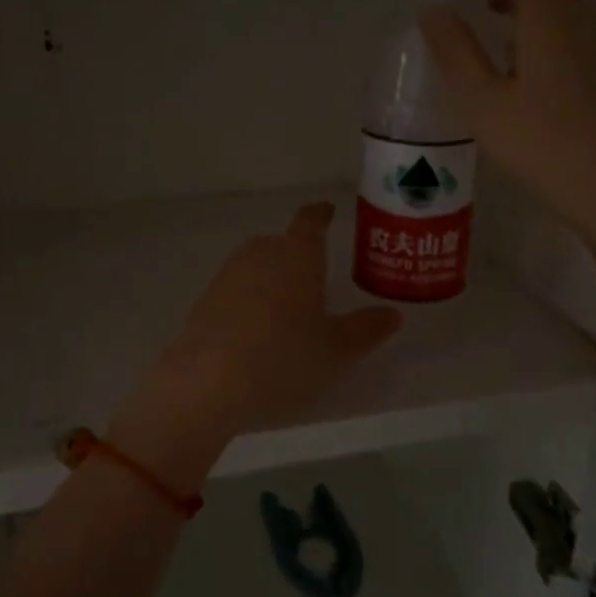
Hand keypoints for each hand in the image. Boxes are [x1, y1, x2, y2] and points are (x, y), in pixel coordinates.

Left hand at [108, 203, 402, 489]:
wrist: (206, 384)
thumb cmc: (284, 360)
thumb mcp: (337, 351)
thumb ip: (366, 329)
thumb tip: (393, 314)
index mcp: (297, 255)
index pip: (310, 222)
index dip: (321, 215)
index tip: (327, 212)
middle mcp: (260, 254)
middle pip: (281, 244)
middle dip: (298, 255)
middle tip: (316, 278)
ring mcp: (227, 276)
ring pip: (256, 266)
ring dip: (271, 279)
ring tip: (287, 310)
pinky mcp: (203, 301)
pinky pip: (235, 291)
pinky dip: (248, 301)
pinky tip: (255, 332)